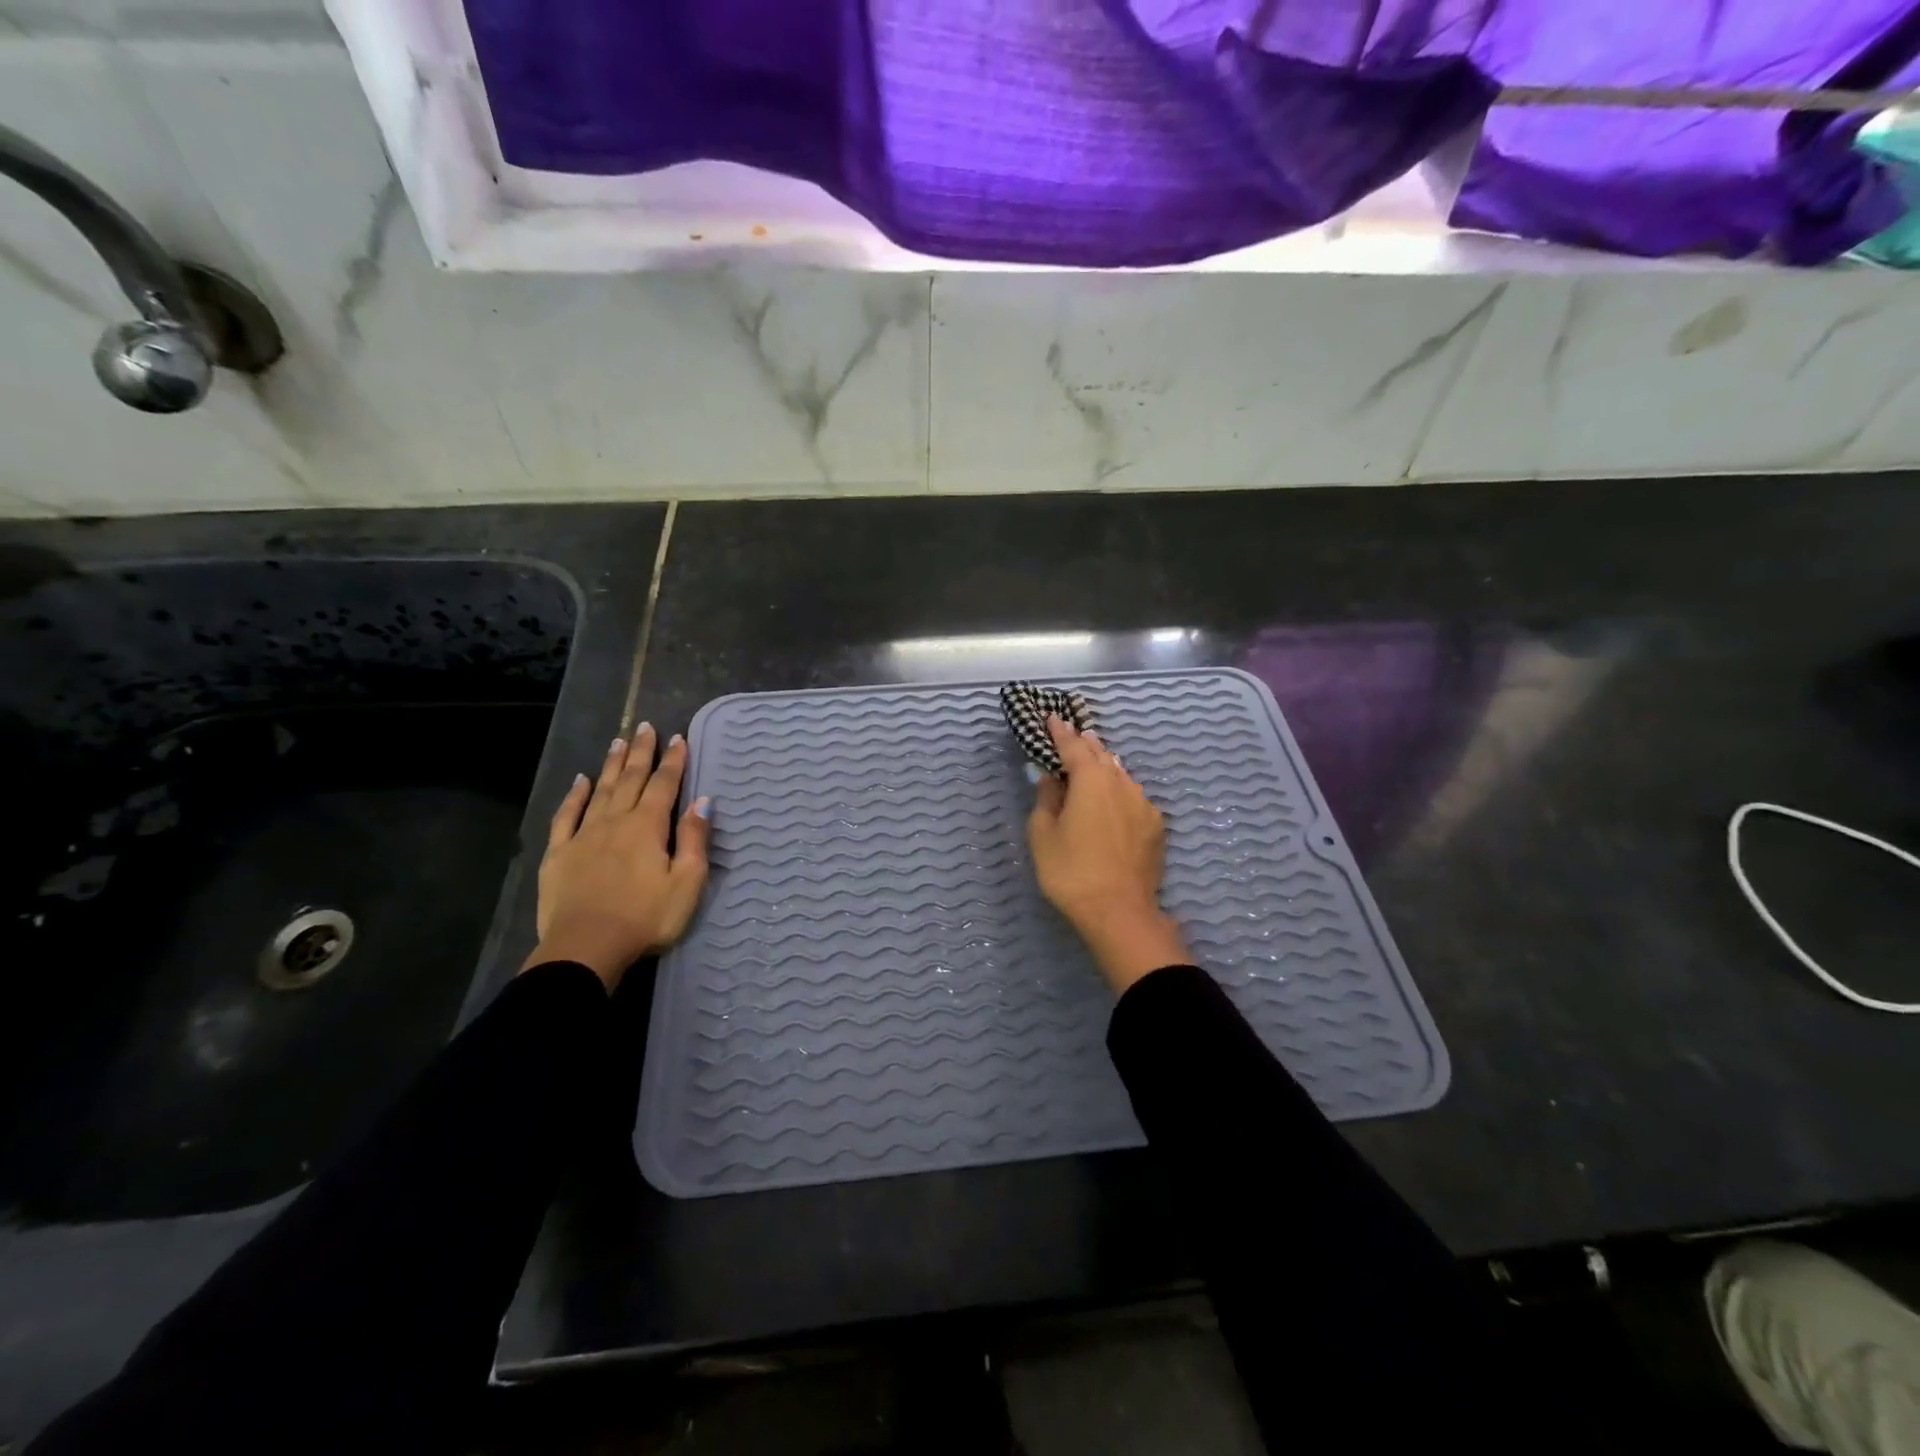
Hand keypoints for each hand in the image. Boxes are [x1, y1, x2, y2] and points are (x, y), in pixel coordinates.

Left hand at [525, 724, 710, 990]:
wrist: (586, 948)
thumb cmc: (646, 918)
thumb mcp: (686, 882)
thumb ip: (694, 839)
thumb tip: (702, 801)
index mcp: (648, 827)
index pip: (664, 785)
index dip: (673, 761)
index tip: (679, 738)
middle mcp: (615, 821)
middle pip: (630, 779)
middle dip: (641, 752)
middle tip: (644, 726)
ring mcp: (583, 835)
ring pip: (600, 790)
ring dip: (611, 765)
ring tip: (618, 741)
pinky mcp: (559, 853)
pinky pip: (566, 816)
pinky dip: (574, 795)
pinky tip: (579, 781)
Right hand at [1027, 715, 1190, 994]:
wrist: (1119, 911)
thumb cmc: (1070, 871)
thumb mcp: (1043, 835)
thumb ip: (1046, 799)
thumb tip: (1050, 778)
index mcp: (1090, 779)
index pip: (1072, 746)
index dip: (1059, 731)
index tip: (1051, 717)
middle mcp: (1121, 782)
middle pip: (1100, 755)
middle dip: (1084, 743)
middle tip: (1072, 734)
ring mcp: (1143, 803)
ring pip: (1120, 775)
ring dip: (1104, 766)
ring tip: (1093, 761)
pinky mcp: (1156, 826)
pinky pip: (1133, 797)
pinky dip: (1119, 791)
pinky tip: (1114, 800)